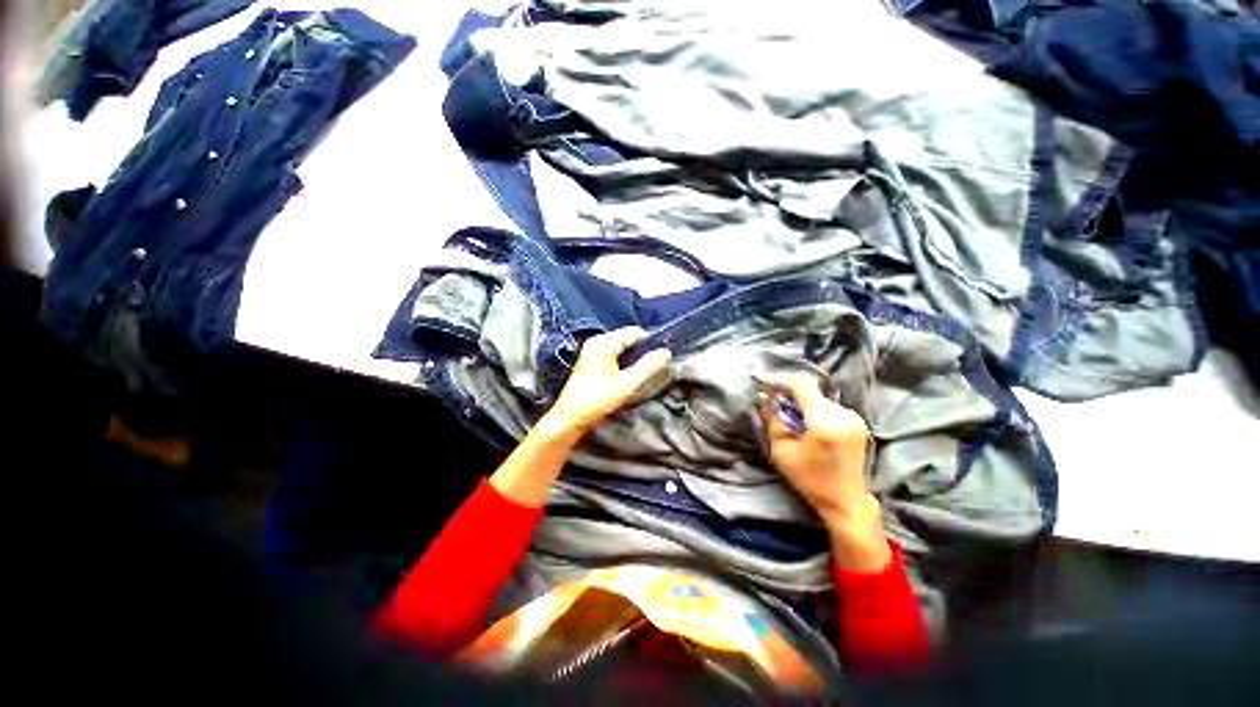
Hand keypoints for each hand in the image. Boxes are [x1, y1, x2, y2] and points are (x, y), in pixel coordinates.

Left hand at [541, 327, 672, 438]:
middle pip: (628, 337)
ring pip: (622, 345)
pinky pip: (614, 352)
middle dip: (643, 349)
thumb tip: (667, 351)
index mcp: (604, 342)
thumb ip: (647, 367)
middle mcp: (598, 340)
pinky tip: (628, 374)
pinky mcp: (591, 359)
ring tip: (642, 372)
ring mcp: (592, 349)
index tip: (662, 357)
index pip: (635, 332)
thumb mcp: (626, 384)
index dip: (651, 342)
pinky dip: (624, 360)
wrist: (569, 417)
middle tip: (653, 367)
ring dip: (634, 356)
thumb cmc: (597, 400)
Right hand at [760, 374, 890, 572]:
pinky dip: (813, 408)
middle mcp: (844, 414)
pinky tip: (804, 420)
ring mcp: (854, 418)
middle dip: (788, 391)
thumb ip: (773, 421)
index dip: (780, 380)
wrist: (848, 503)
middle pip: (811, 390)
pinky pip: (829, 406)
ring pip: (819, 398)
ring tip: (785, 410)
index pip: (801, 386)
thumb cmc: (811, 480)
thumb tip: (764, 399)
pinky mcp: (857, 423)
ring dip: (800, 400)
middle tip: (770, 396)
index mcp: (826, 421)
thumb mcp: (783, 452)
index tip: (762, 382)